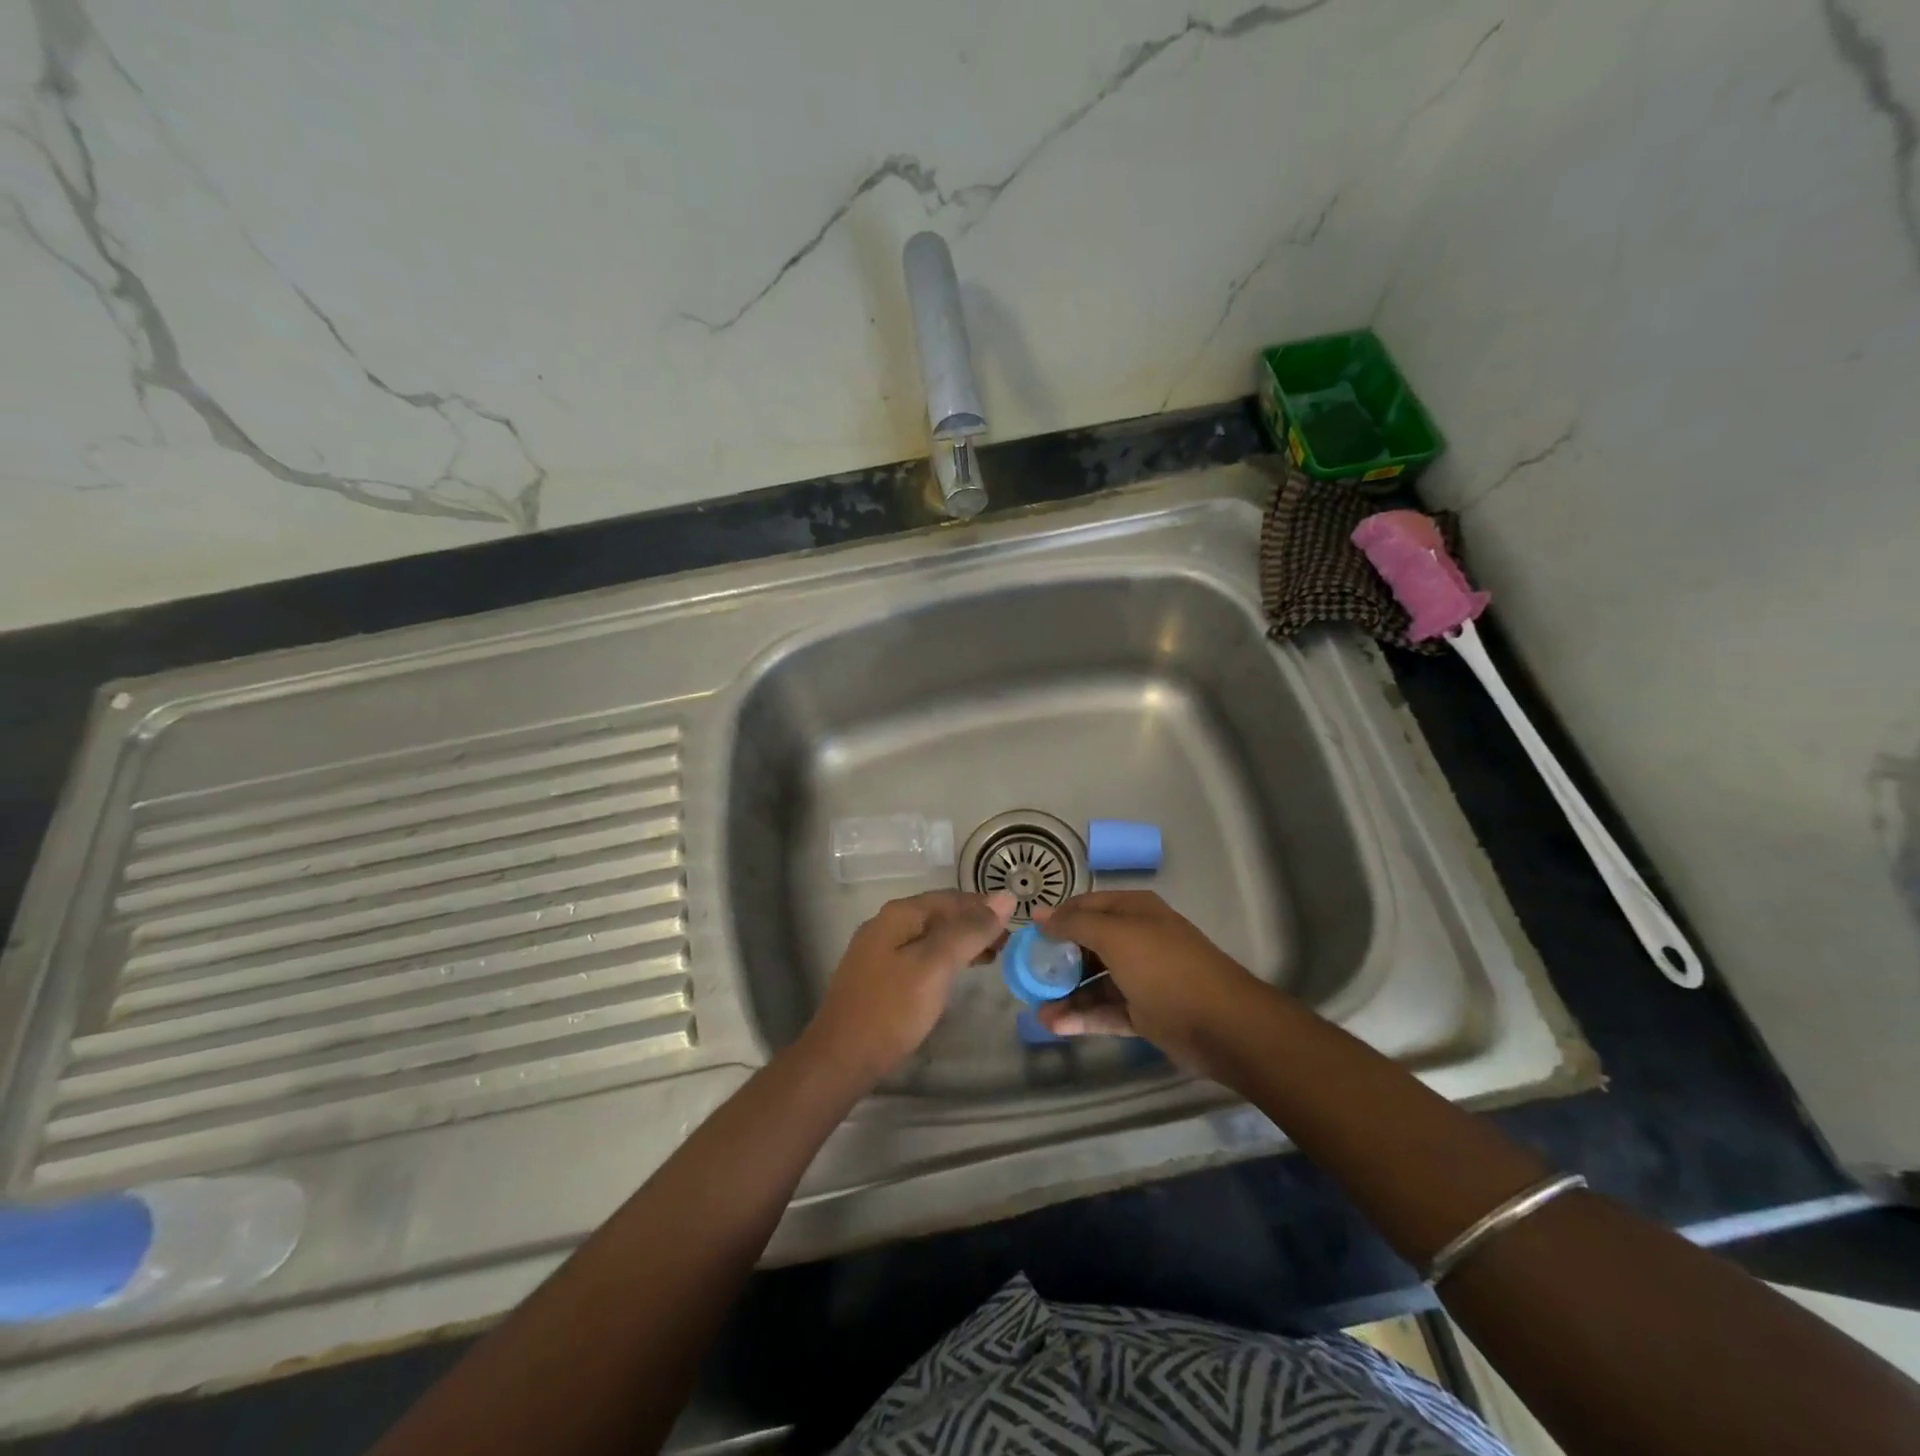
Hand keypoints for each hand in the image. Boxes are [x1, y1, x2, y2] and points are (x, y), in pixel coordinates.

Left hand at [805, 890, 1014, 1081]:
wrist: (839, 1059)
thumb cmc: (891, 1010)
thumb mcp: (936, 966)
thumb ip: (969, 931)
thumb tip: (1006, 897)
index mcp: (899, 914)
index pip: (951, 898)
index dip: (984, 907)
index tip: (1016, 926)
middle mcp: (886, 924)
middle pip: (939, 914)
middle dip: (974, 925)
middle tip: (1007, 946)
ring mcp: (878, 951)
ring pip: (929, 936)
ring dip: (961, 943)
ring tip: (990, 959)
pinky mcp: (877, 977)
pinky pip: (919, 956)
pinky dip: (943, 959)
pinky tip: (955, 975)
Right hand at [1033, 891, 1262, 1077]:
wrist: (1223, 1025)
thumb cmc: (1165, 969)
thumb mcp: (1116, 936)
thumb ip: (1075, 924)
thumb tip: (1041, 916)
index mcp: (1135, 911)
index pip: (1087, 906)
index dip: (1057, 918)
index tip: (1027, 935)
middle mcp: (1138, 939)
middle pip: (1088, 945)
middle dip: (1058, 960)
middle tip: (1028, 976)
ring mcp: (1143, 978)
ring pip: (1095, 982)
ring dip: (1067, 995)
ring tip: (1037, 1010)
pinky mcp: (1146, 1013)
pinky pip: (1107, 1011)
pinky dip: (1083, 1017)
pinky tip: (1056, 1026)